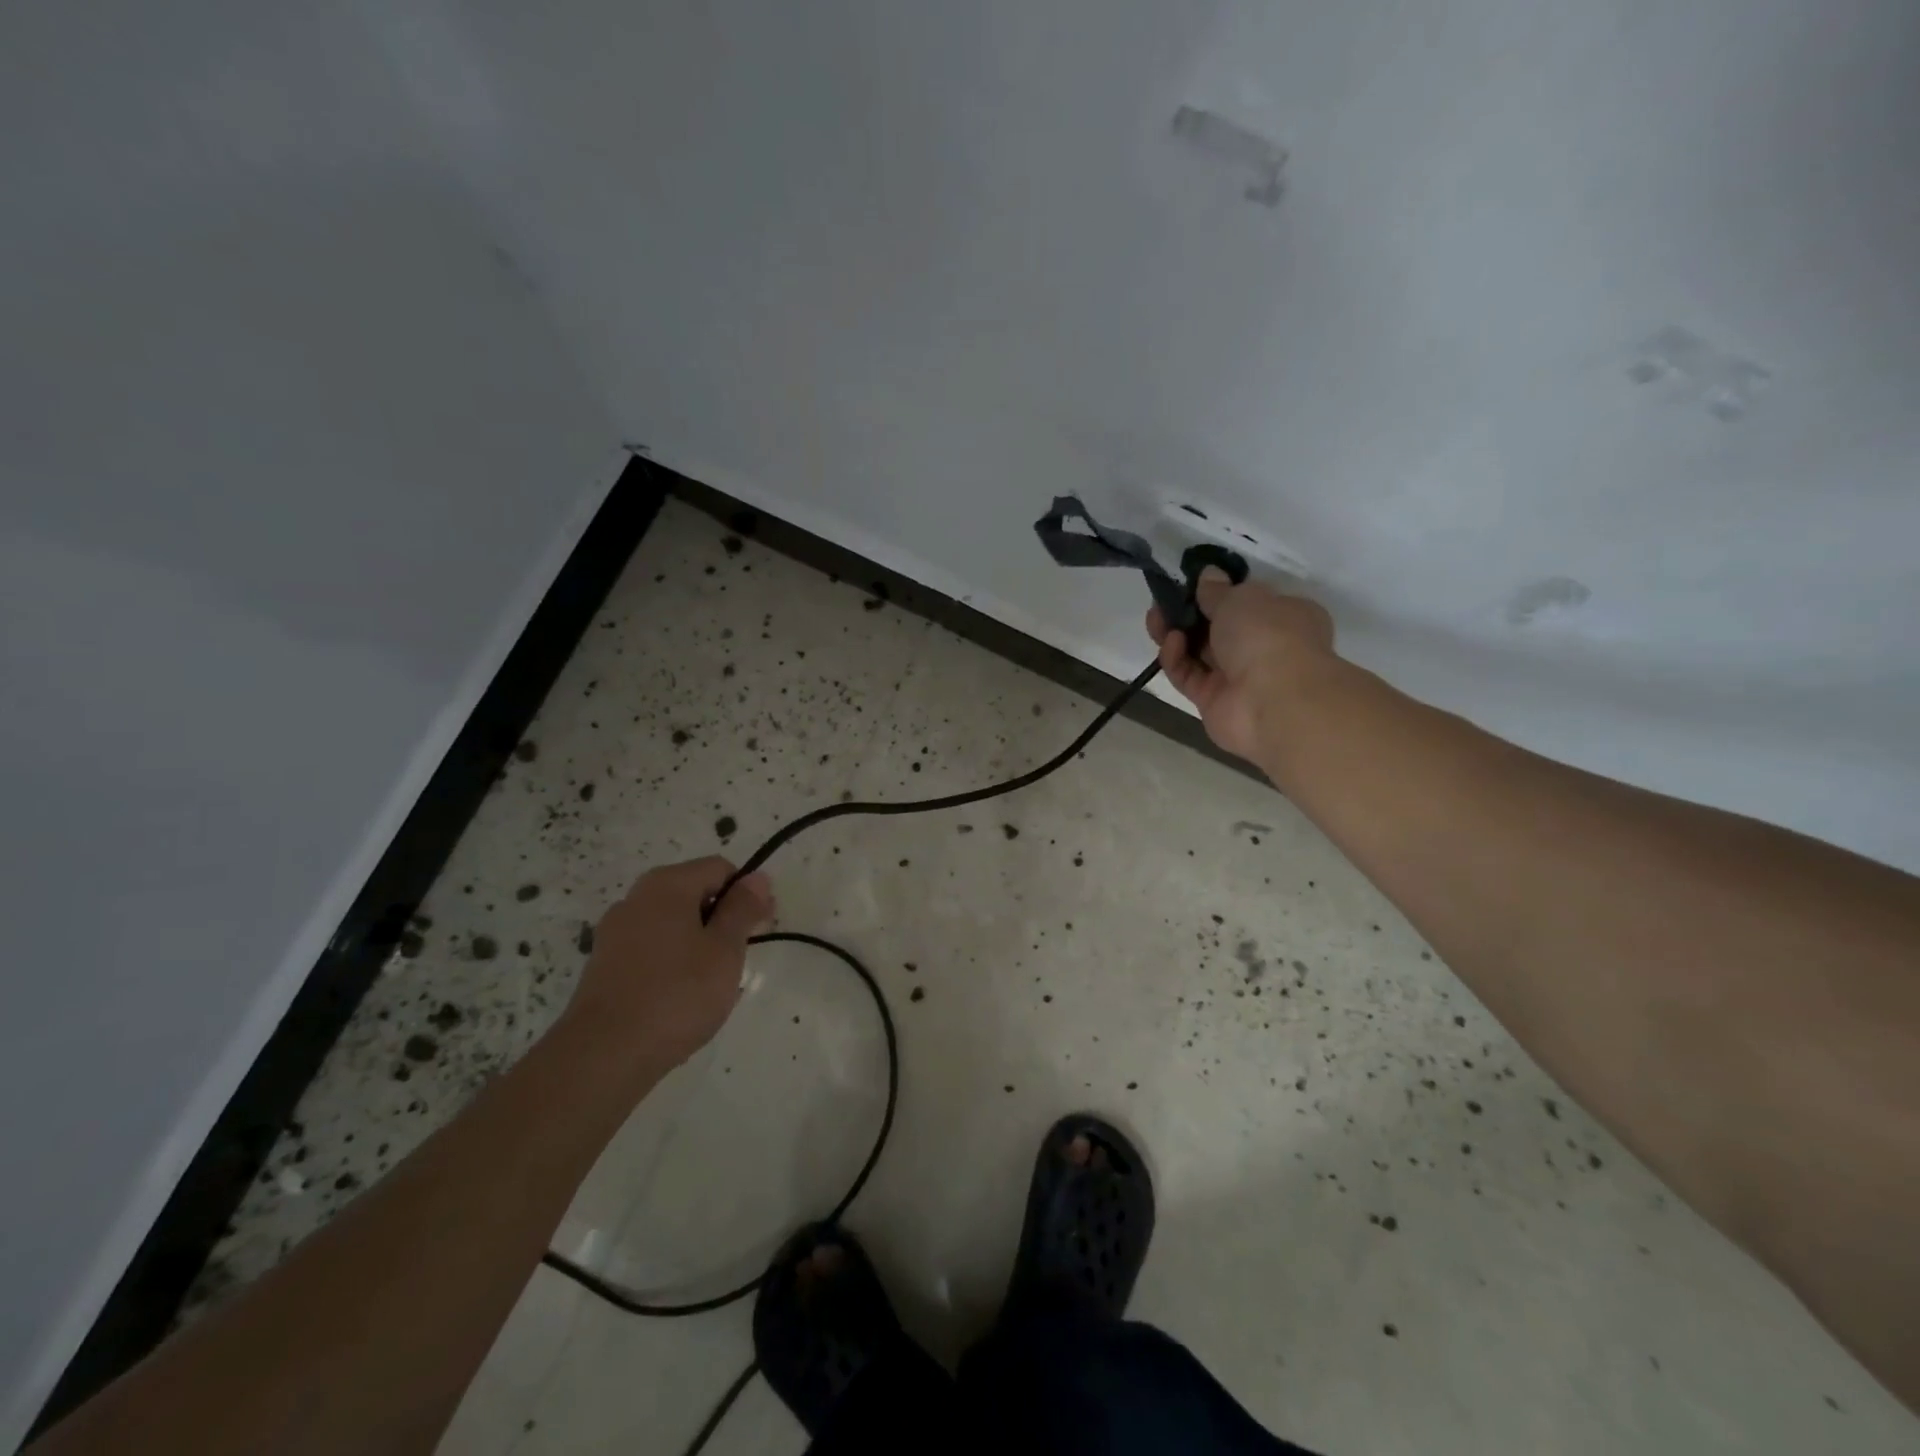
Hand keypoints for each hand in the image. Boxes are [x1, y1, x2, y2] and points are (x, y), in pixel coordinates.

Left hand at [562, 857, 774, 1069]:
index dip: (746, 894)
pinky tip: (679, 1000)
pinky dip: (671, 964)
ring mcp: (614, 933)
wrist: (604, 1055)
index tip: (760, 928)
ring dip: (698, 944)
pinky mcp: (603, 966)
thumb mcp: (725, 950)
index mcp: (667, 885)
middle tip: (739, 958)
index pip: (719, 869)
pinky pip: (650, 951)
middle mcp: (635, 899)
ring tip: (711, 985)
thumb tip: (757, 877)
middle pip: (693, 894)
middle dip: (721, 920)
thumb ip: (743, 909)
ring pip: (672, 925)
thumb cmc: (677, 994)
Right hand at [1147, 569, 1336, 764]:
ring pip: (1199, 652)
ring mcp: (1237, 677)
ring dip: (1176, 633)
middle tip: (1163, 602)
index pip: (1249, 603)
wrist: (1273, 700)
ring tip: (1154, 618)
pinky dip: (1176, 659)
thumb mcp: (1241, 598)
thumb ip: (1217, 590)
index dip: (1220, 593)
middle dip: (1189, 614)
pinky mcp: (1212, 701)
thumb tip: (1208, 575)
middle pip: (1218, 628)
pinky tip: (1170, 642)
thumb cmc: (1268, 635)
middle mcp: (1264, 647)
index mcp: (1285, 617)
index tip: (1193, 585)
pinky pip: (1189, 676)